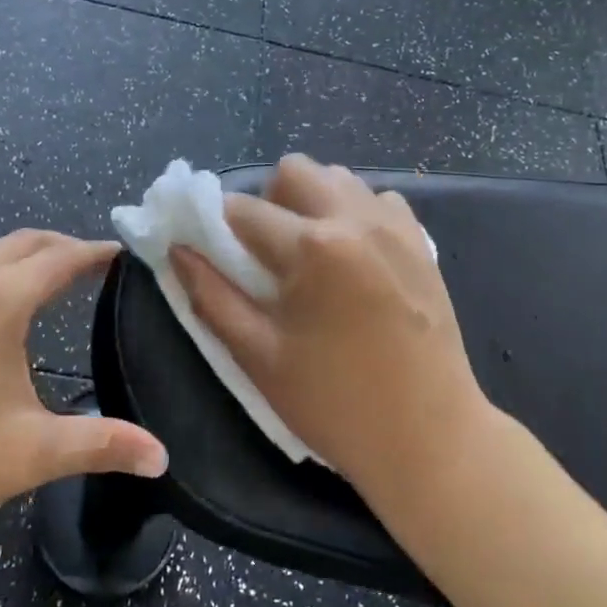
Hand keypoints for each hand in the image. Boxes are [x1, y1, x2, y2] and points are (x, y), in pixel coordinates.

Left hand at [0, 231, 166, 582]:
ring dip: (19, 259)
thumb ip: (102, 446)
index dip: (97, 252)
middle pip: (20, 243)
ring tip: (47, 286)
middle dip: (62, 247)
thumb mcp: (29, 454)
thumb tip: (162, 459)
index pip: (60, 257)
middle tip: (95, 267)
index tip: (127, 253)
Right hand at [171, 155, 492, 498]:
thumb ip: (211, 296)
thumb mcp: (259, 356)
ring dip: (311, 204)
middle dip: (268, 202)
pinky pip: (377, 201)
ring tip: (311, 257)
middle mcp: (356, 219)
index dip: (215, 228)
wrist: (428, 436)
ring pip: (338, 179)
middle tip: (267, 254)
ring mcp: (395, 227)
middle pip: (294, 170)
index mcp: (312, 247)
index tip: (212, 252)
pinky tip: (353, 261)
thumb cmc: (334, 403)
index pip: (242, 210)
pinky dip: (354, 215)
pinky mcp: (421, 242)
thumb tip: (177, 250)